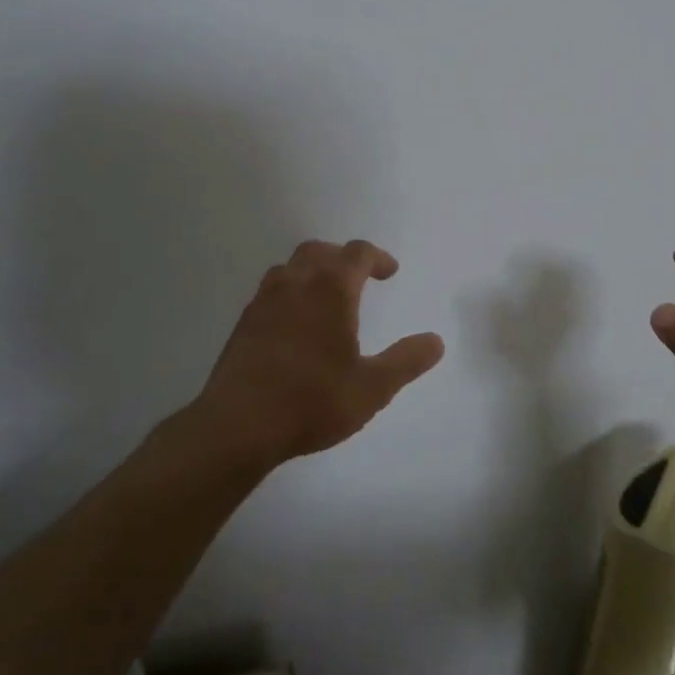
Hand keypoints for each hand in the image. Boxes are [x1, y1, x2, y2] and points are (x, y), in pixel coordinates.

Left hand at [190, 239, 444, 466]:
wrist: (238, 424)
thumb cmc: (312, 401)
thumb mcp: (372, 388)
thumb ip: (406, 361)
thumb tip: (435, 341)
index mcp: (331, 290)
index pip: (357, 253)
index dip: (377, 258)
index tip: (390, 272)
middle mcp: (296, 284)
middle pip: (320, 250)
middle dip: (343, 257)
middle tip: (359, 277)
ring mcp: (264, 300)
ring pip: (291, 267)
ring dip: (313, 270)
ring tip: (326, 296)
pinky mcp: (244, 322)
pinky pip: (271, 289)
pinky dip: (291, 291)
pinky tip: (295, 323)